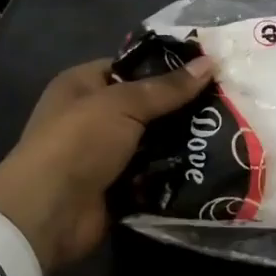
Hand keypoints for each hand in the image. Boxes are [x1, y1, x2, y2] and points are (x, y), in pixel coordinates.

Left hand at [0, 56, 214, 270]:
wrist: (48, 213)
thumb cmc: (79, 142)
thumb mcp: (124, 104)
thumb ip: (168, 87)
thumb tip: (211, 62)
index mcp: (83, 85)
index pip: (131, 68)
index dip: (167, 66)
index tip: (209, 68)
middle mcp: (92, 116)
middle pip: (146, 106)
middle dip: (181, 107)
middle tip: (226, 101)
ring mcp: (105, 154)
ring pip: (153, 141)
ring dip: (182, 141)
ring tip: (228, 131)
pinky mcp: (117, 187)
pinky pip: (153, 173)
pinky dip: (175, 172)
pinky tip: (210, 163)